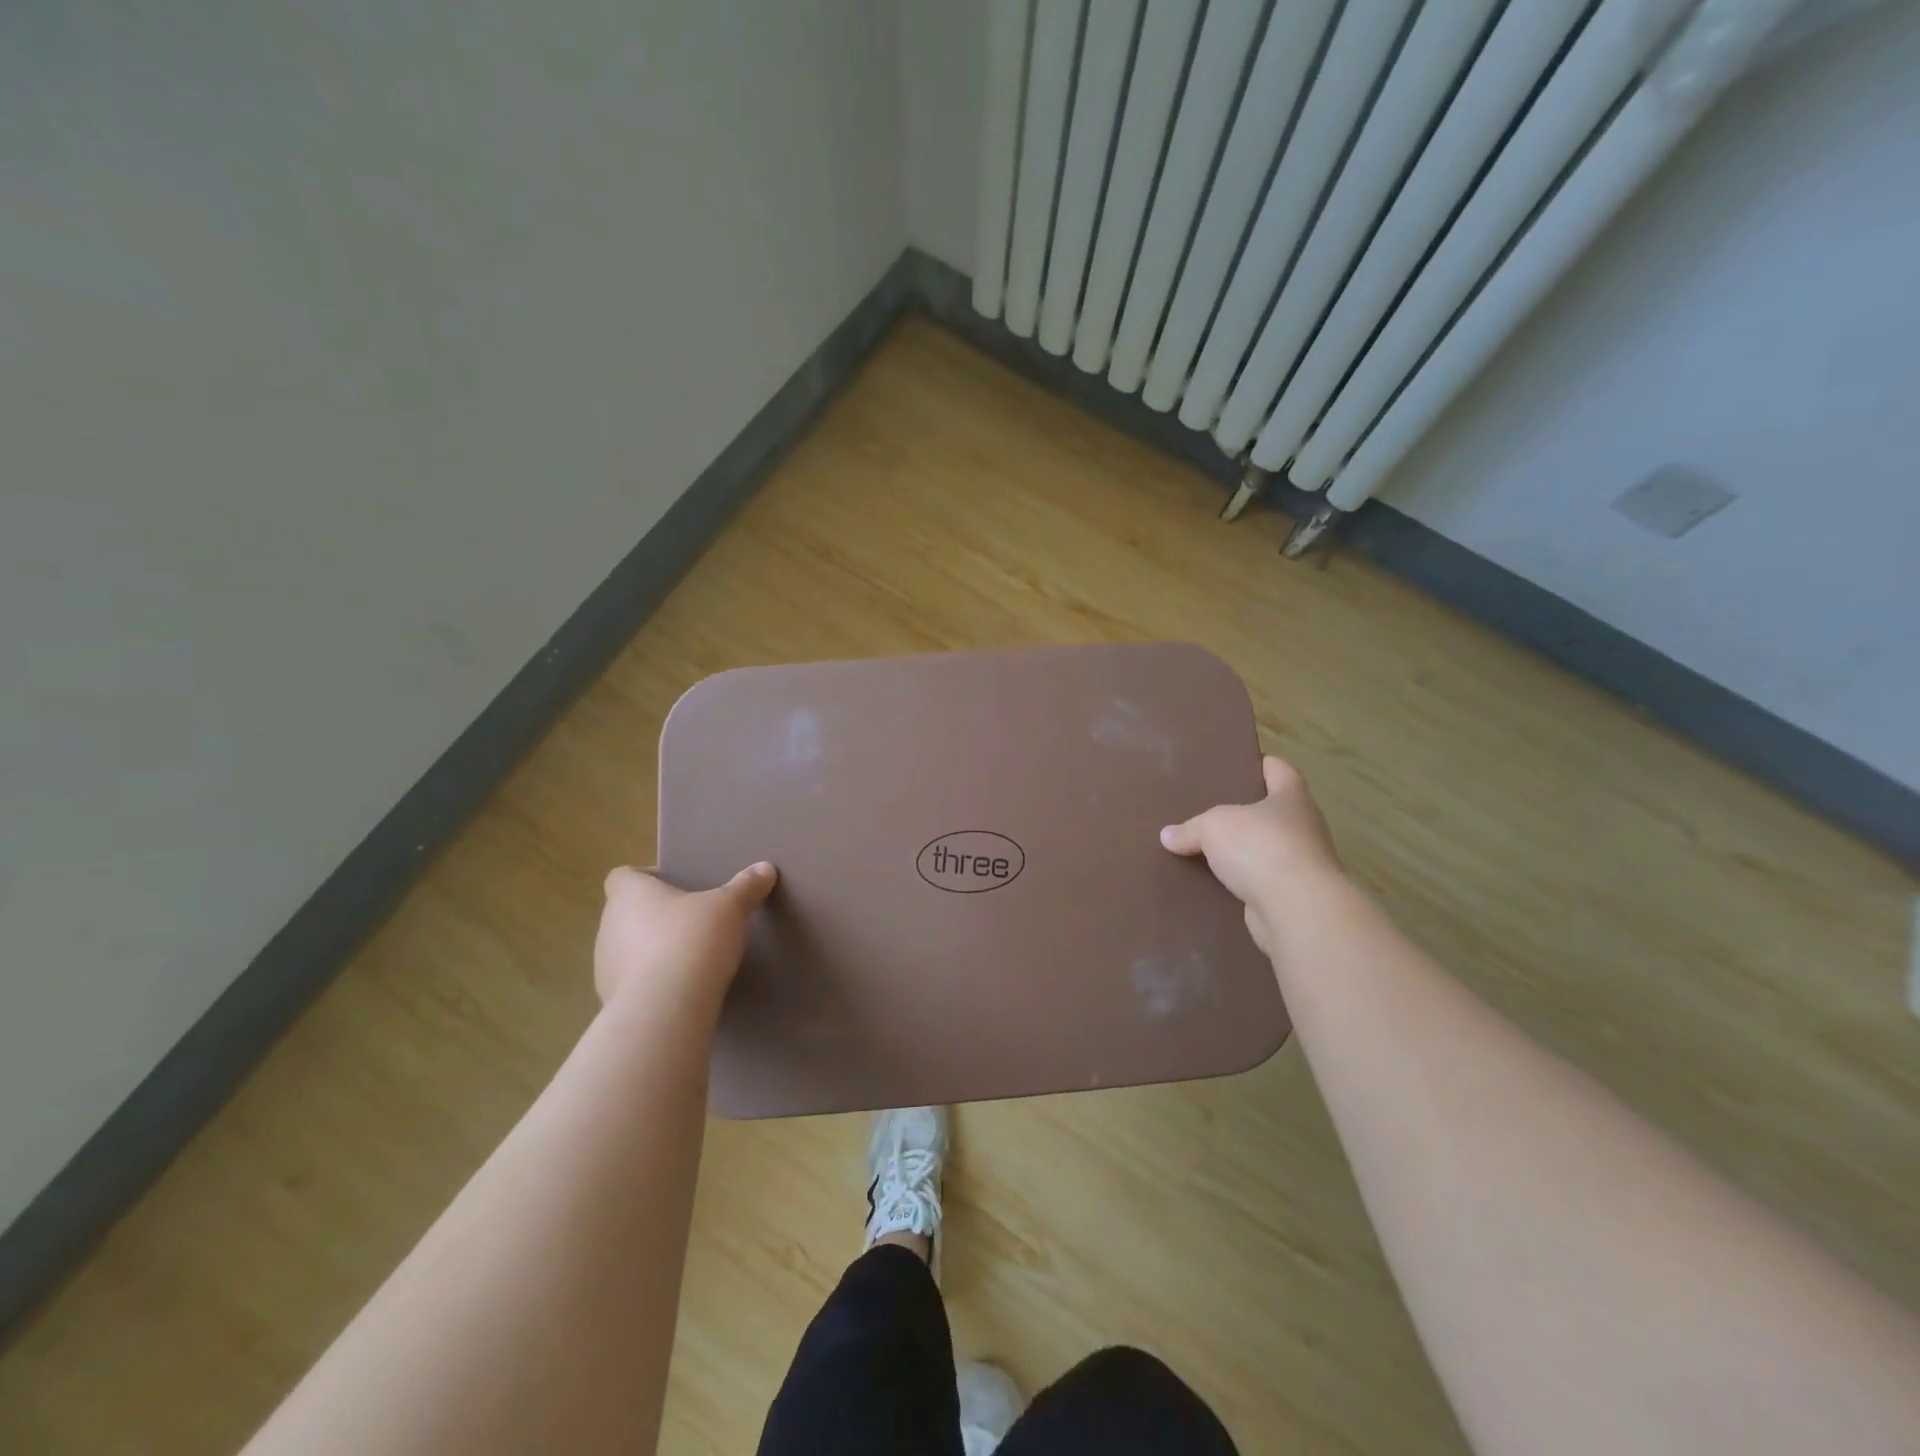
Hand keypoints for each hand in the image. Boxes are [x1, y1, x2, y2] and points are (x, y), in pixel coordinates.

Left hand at [594, 862, 777, 1009]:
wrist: (664, 1011)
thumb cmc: (691, 942)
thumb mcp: (729, 908)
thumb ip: (745, 887)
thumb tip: (765, 868)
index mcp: (629, 895)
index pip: (622, 876)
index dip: (645, 878)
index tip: (675, 885)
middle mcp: (608, 927)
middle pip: (627, 913)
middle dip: (656, 916)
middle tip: (692, 920)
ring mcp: (605, 967)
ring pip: (628, 949)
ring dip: (652, 951)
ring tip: (689, 957)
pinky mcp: (612, 1001)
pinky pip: (633, 983)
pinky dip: (652, 982)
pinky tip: (681, 989)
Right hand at [1159, 756, 1341, 955]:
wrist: (1296, 909)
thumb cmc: (1261, 847)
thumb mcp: (1213, 827)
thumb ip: (1190, 829)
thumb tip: (1168, 836)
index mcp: (1292, 798)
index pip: (1282, 771)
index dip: (1265, 764)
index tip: (1246, 763)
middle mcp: (1303, 828)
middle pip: (1275, 812)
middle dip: (1248, 812)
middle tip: (1213, 809)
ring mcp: (1301, 865)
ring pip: (1267, 850)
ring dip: (1245, 851)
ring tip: (1209, 848)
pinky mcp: (1292, 897)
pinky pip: (1261, 882)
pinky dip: (1242, 882)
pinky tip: (1215, 884)